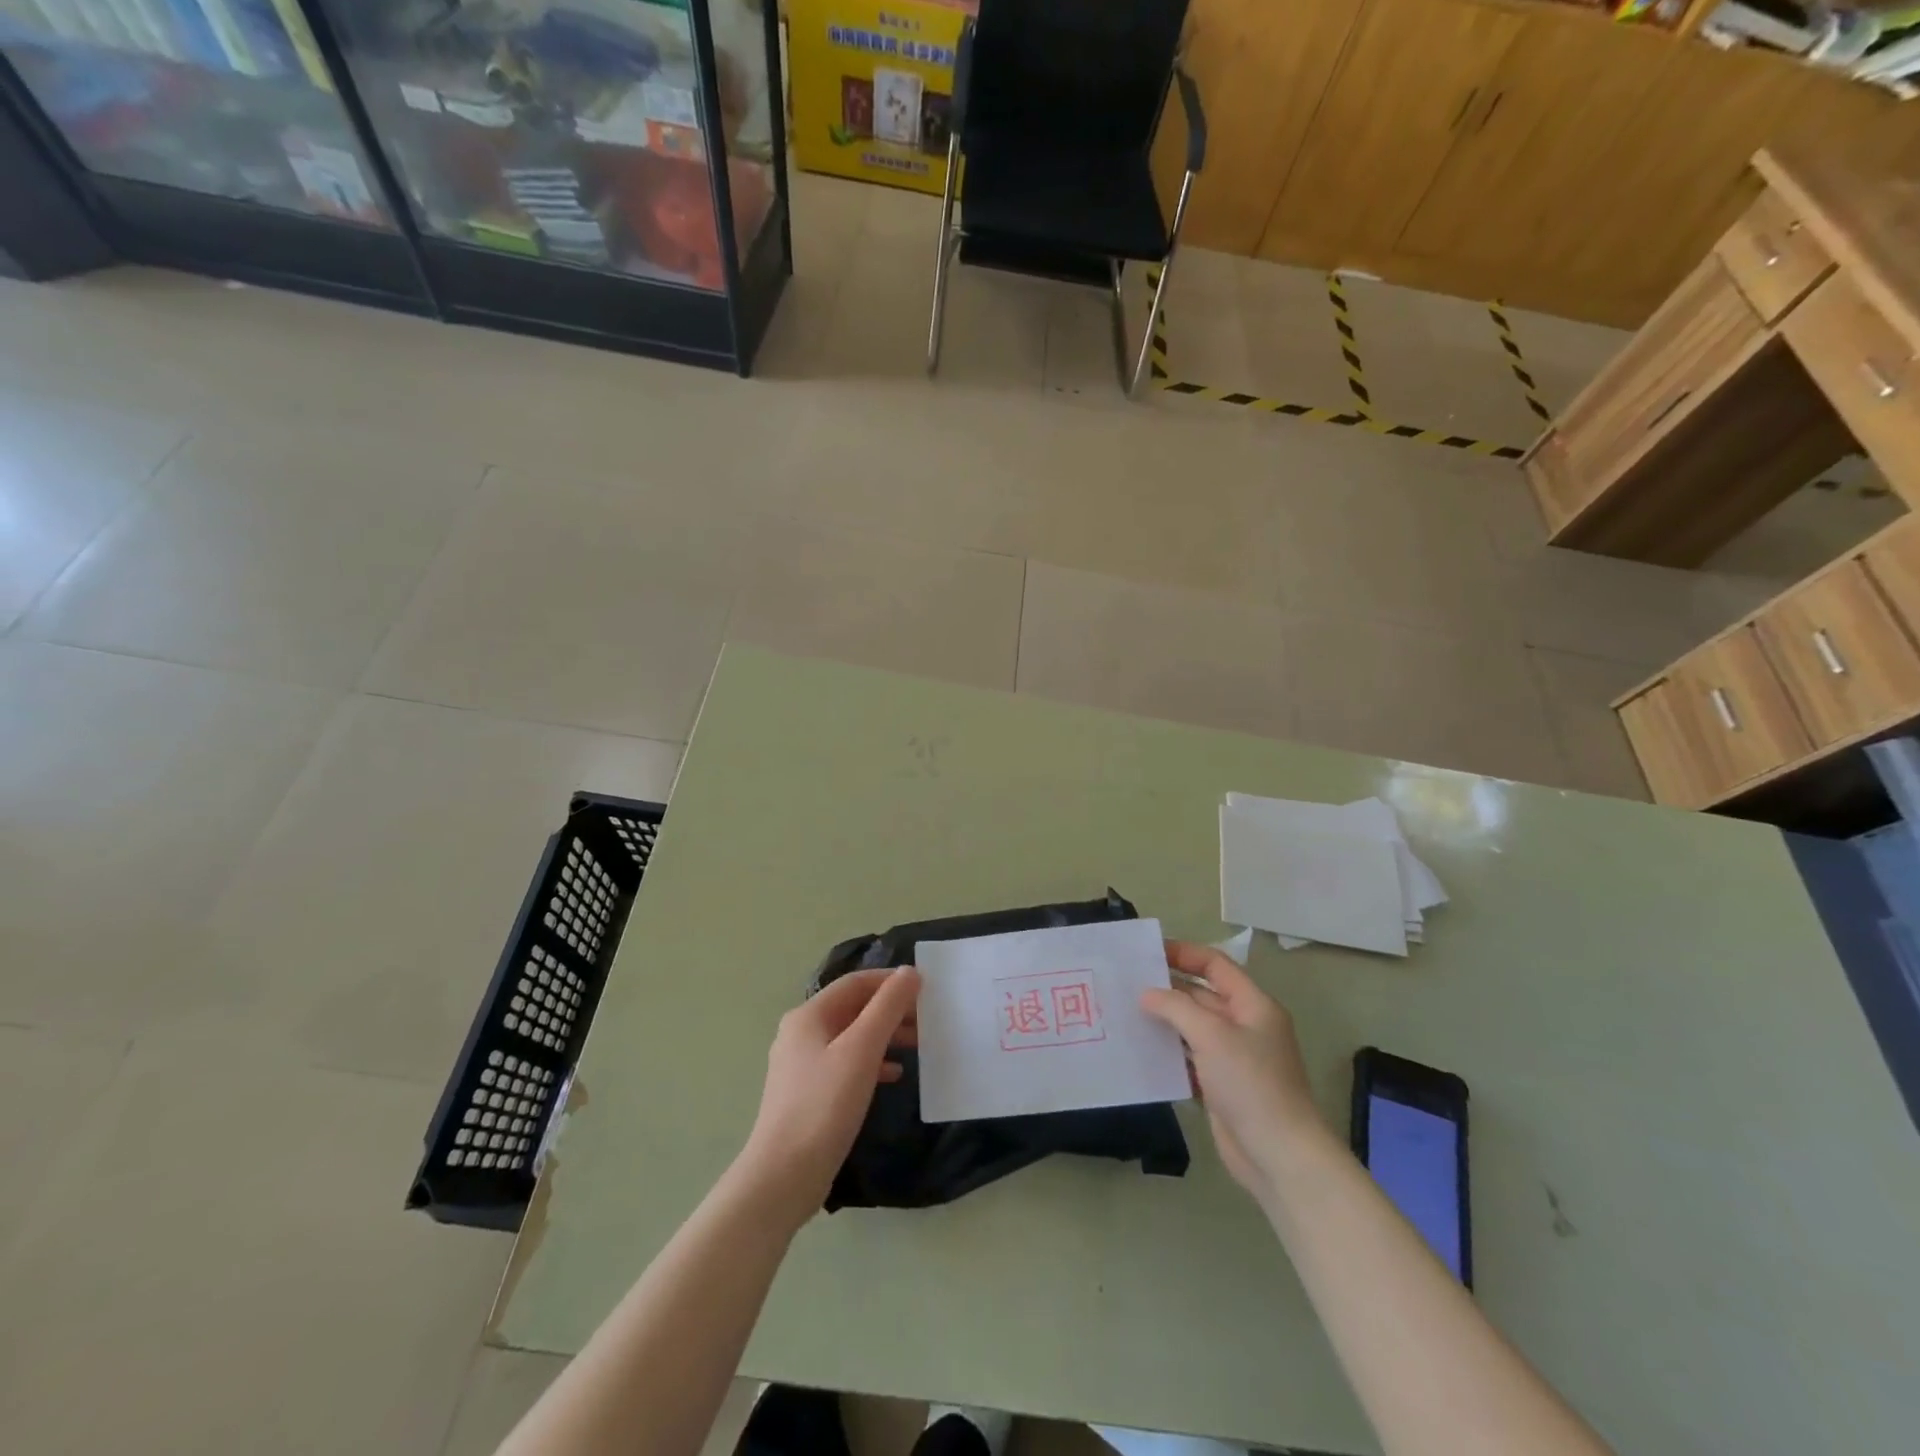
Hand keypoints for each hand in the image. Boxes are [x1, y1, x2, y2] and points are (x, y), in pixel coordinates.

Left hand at [738, 966, 920, 1228]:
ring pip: (852, 1037)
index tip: (926, 988)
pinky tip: (895, 1075)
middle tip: (927, 1020)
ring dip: (885, 1036)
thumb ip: (887, 1007)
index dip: (891, 981)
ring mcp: (802, 1065)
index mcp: (809, 1016)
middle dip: (891, 1010)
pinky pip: (846, 1064)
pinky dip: (872, 1062)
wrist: (783, 1177)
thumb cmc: (824, 1106)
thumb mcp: (862, 1050)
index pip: (855, 982)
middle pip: (853, 1008)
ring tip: (919, 1045)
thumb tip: (910, 972)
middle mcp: (801, 1033)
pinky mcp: (808, 1094)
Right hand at [1141, 941, 1324, 1200]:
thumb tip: (1146, 994)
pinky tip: (1140, 1049)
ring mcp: (1233, 1058)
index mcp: (1253, 1005)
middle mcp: (1245, 1026)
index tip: (1148, 952)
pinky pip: (1189, 1058)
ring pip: (1192, 1028)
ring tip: (1125, 1012)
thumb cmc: (1251, 1083)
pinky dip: (1168, 1052)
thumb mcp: (1212, 1035)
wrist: (1279, 1156)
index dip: (1184, 953)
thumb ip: (1176, 1007)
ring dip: (1164, 1020)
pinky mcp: (1221, 1086)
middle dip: (1167, 988)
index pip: (1215, 966)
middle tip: (1126, 982)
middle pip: (1201, 995)